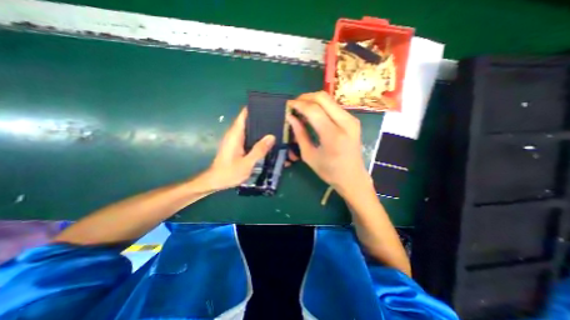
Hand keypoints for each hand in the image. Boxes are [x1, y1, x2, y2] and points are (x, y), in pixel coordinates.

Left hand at [204, 109, 275, 190]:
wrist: (215, 181)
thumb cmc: (229, 173)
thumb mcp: (247, 163)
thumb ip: (259, 150)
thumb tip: (271, 136)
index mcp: (235, 135)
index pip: (244, 115)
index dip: (254, 109)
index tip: (268, 108)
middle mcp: (234, 134)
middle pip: (248, 120)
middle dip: (261, 119)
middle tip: (277, 119)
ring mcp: (235, 140)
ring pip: (249, 128)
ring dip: (260, 128)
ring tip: (275, 127)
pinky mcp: (237, 145)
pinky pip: (248, 136)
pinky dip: (257, 136)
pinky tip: (266, 140)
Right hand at [290, 91, 369, 194]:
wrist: (353, 177)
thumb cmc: (329, 171)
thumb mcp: (309, 155)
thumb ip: (300, 134)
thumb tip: (291, 117)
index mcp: (333, 136)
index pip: (313, 110)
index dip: (298, 104)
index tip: (288, 105)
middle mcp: (345, 123)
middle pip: (323, 98)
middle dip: (305, 97)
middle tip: (294, 105)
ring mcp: (352, 119)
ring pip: (329, 99)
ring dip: (313, 100)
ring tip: (302, 109)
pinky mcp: (353, 120)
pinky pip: (334, 106)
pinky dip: (321, 106)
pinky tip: (313, 114)